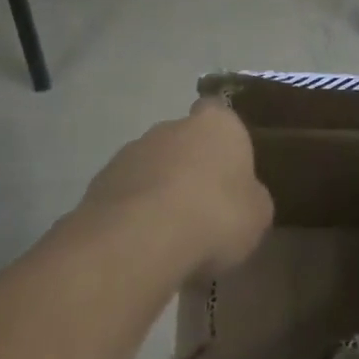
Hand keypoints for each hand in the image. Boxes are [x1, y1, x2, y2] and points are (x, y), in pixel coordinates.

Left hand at [77, 98, 272, 277]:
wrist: (141, 239)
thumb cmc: (215, 215)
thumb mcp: (257, 215)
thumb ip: (251, 197)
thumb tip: (244, 197)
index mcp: (217, 124)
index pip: (219, 114)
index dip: (223, 140)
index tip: (226, 169)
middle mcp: (171, 126)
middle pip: (183, 140)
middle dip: (189, 167)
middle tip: (201, 207)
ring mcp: (131, 151)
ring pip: (151, 167)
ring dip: (158, 190)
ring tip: (169, 234)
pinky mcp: (100, 182)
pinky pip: (126, 195)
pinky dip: (133, 213)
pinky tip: (143, 244)